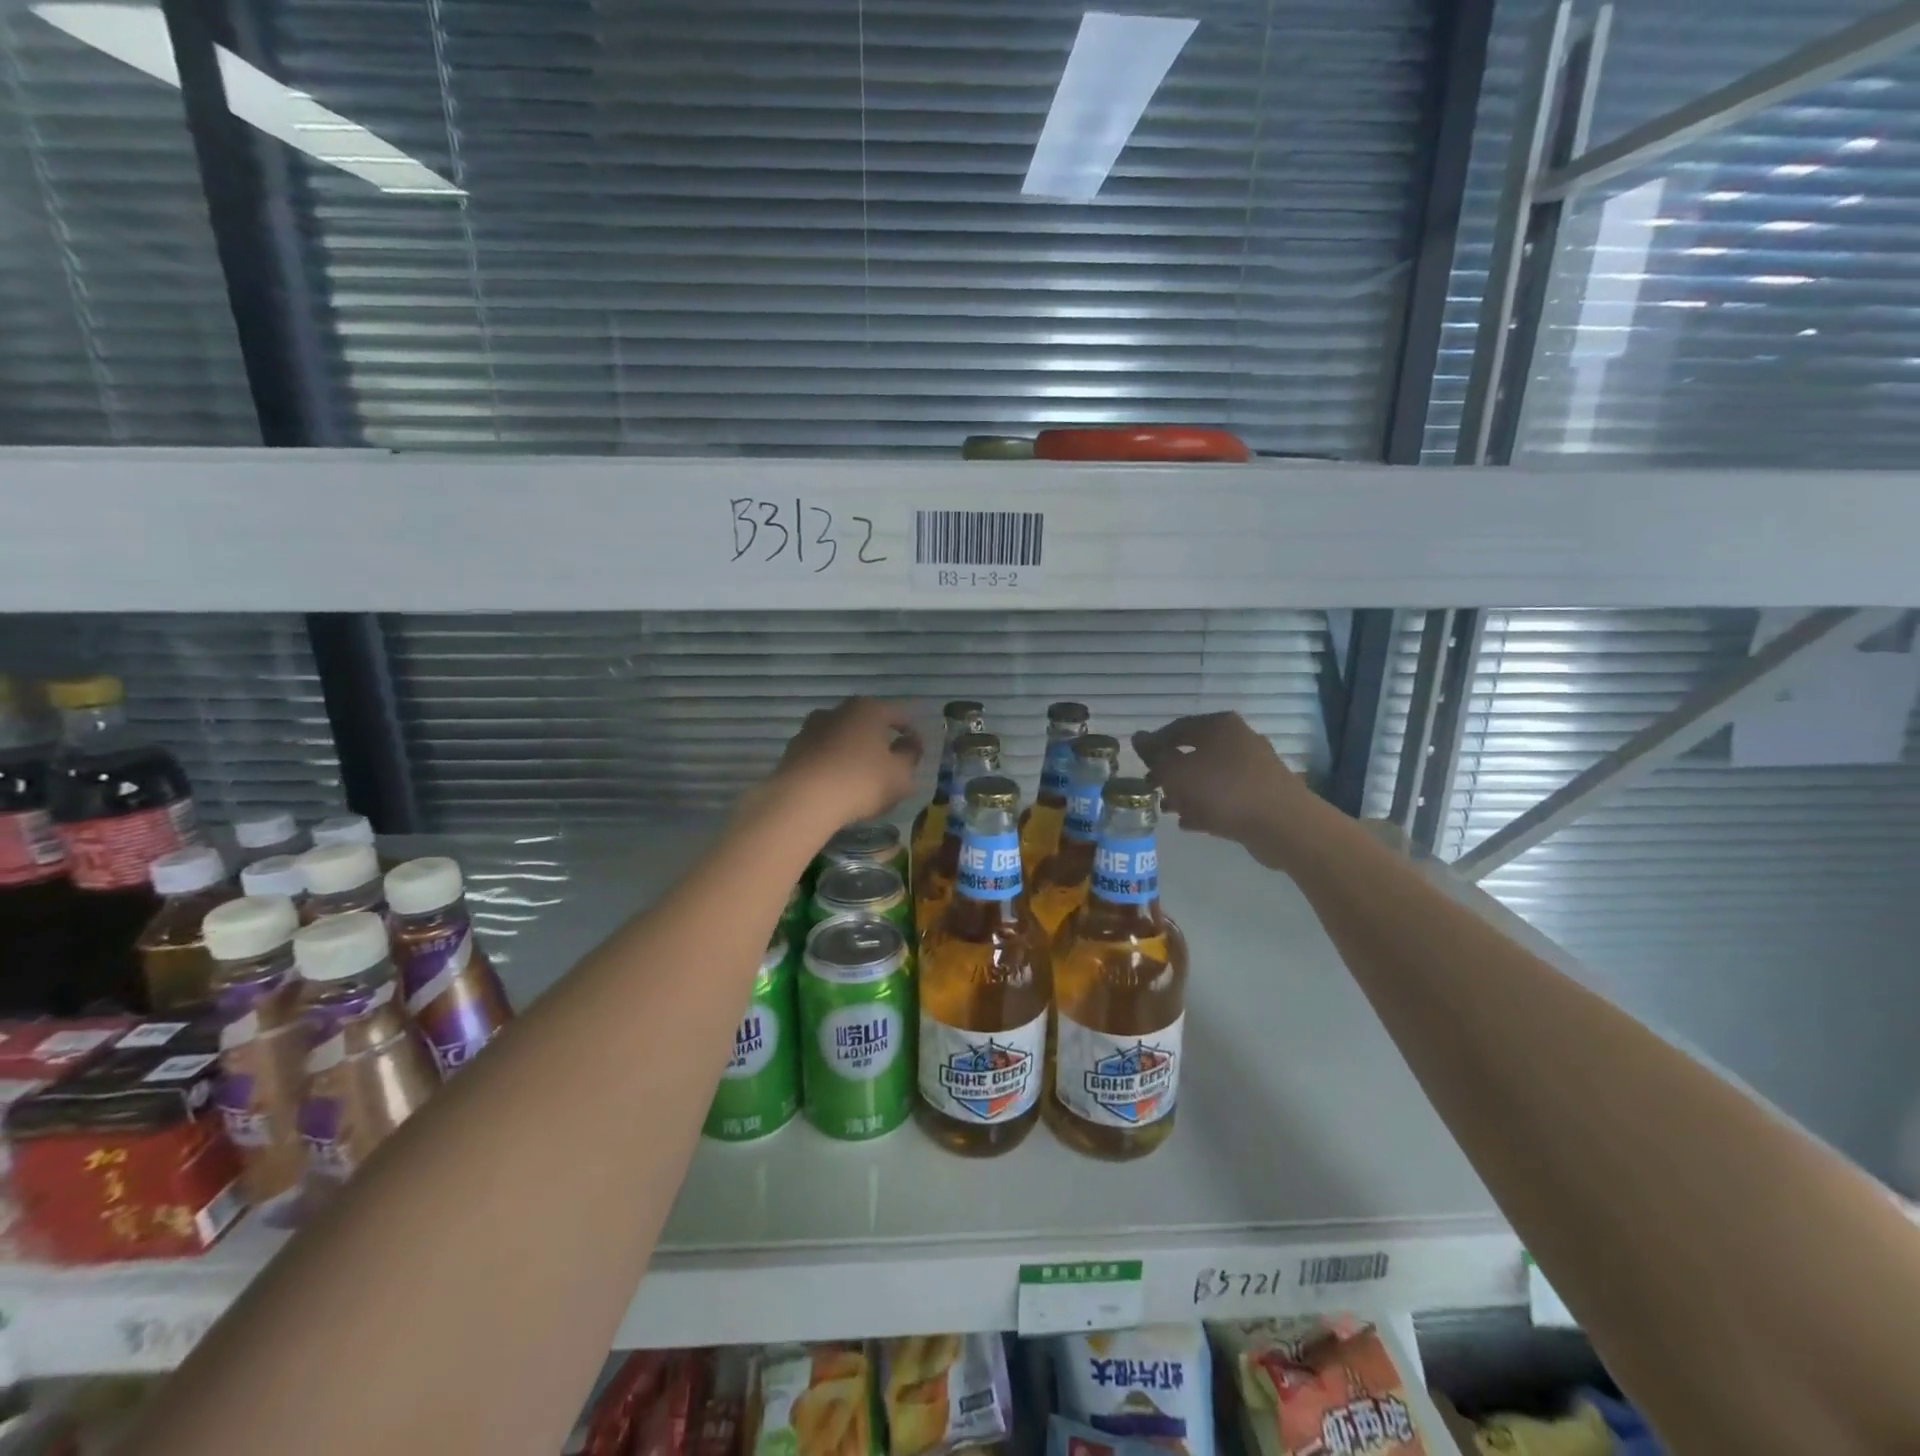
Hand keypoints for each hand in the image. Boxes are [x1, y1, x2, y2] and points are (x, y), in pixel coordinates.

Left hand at [770, 698, 923, 827]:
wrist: (802, 800)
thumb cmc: (861, 782)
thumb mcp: (900, 775)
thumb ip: (910, 756)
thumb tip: (911, 743)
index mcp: (869, 709)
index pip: (899, 715)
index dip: (912, 733)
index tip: (917, 752)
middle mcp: (838, 710)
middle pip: (867, 722)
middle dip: (879, 740)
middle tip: (890, 764)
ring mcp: (811, 728)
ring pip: (842, 737)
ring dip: (853, 751)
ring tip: (861, 776)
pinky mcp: (793, 749)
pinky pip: (822, 753)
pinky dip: (832, 763)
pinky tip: (837, 784)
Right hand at [1132, 712, 1311, 867]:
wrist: (1282, 824)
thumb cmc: (1222, 790)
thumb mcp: (1177, 772)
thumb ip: (1154, 755)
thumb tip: (1138, 736)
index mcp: (1218, 726)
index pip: (1176, 727)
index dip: (1154, 745)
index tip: (1140, 765)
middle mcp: (1239, 739)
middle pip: (1194, 752)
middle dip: (1171, 773)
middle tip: (1153, 790)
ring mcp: (1254, 766)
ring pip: (1210, 775)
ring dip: (1187, 792)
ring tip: (1169, 810)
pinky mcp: (1263, 792)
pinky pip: (1226, 794)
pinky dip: (1207, 805)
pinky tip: (1191, 823)